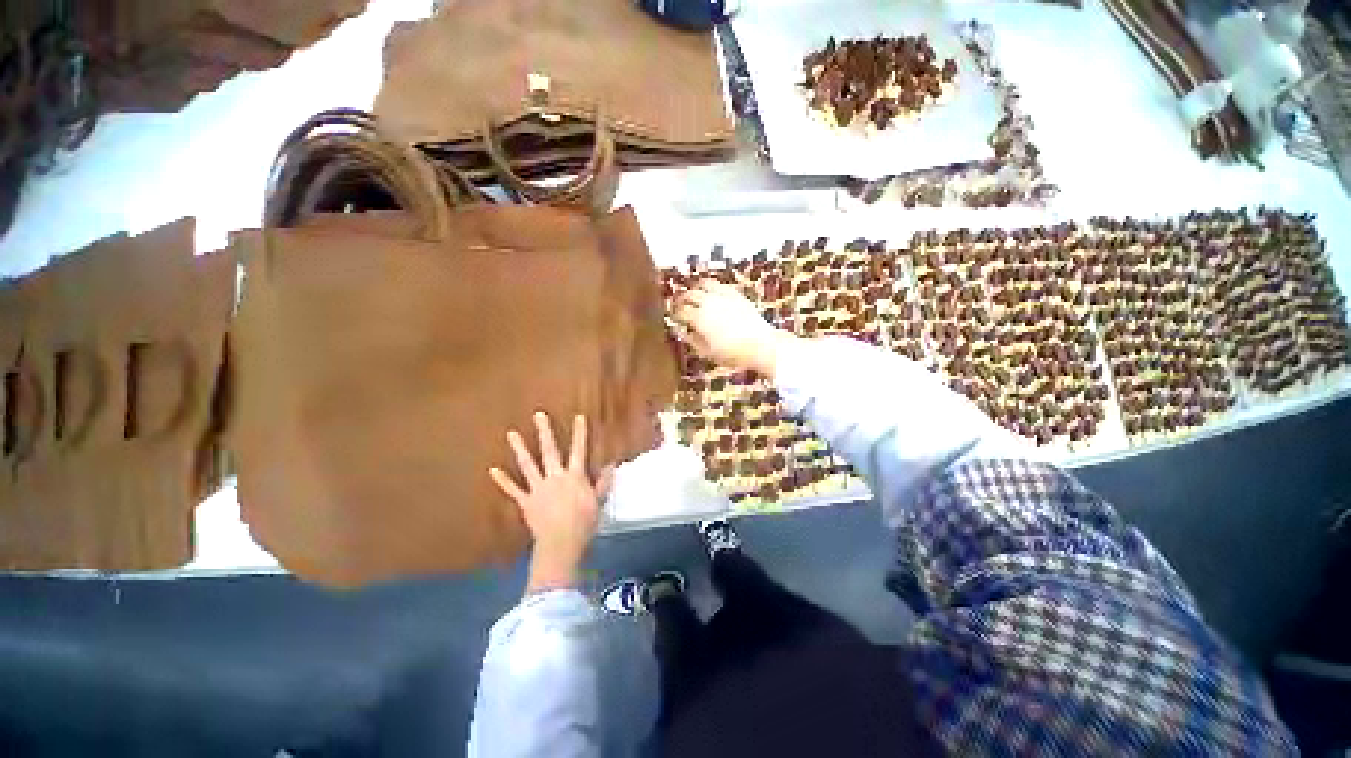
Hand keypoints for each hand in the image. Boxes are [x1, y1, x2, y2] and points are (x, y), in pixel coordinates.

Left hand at [490, 412, 614, 594]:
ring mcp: (538, 488)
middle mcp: (555, 477)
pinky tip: (492, 470)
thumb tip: (612, 465)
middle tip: (538, 415)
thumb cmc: (584, 522)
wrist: (561, 542)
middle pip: (550, 450)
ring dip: (520, 448)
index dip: (579, 433)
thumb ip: (604, 482)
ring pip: (528, 464)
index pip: (579, 450)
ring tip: (511, 434)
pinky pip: (514, 490)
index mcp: (574, 476)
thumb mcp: (599, 501)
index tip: (578, 416)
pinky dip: (503, 481)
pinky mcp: (527, 501)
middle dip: (545, 432)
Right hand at [673, 280, 798, 379]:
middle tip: (679, 306)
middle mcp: (709, 303)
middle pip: (689, 295)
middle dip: (681, 300)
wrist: (761, 345)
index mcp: (700, 318)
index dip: (673, 313)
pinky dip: (711, 288)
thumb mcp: (707, 352)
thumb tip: (679, 330)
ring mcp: (723, 296)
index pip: (680, 311)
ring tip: (694, 297)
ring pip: (703, 284)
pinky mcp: (735, 294)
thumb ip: (690, 339)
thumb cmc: (732, 354)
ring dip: (695, 289)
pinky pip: (719, 285)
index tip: (671, 316)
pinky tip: (711, 295)